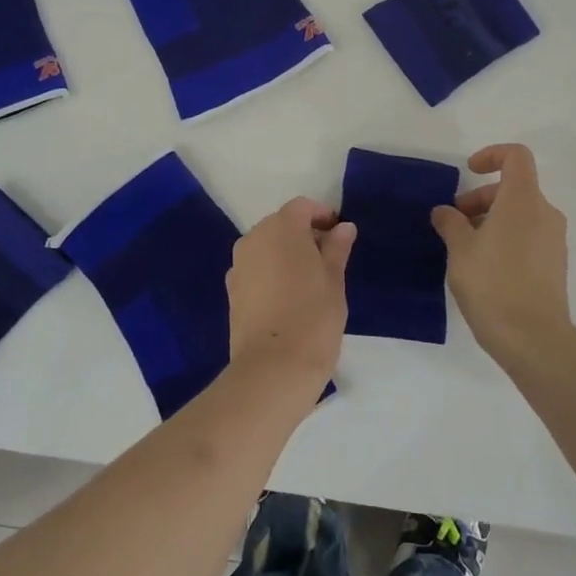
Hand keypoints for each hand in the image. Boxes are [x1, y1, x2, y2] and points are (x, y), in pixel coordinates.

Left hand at [226, 197, 355, 394]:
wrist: (273, 368)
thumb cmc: (313, 317)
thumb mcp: (335, 280)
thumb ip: (337, 248)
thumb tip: (343, 227)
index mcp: (281, 228)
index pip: (301, 207)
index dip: (322, 215)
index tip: (340, 234)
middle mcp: (254, 238)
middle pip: (281, 224)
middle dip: (303, 234)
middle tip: (328, 259)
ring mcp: (239, 265)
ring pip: (266, 246)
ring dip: (286, 253)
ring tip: (309, 280)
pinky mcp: (232, 290)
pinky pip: (255, 268)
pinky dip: (271, 272)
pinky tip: (287, 297)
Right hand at [432, 144, 570, 367]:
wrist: (533, 339)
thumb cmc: (493, 284)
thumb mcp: (460, 250)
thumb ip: (451, 223)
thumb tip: (445, 212)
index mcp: (523, 200)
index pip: (516, 156)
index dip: (491, 155)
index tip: (468, 173)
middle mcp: (545, 213)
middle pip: (514, 188)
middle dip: (480, 198)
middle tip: (453, 222)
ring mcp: (554, 240)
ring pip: (520, 214)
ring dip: (490, 220)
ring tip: (464, 248)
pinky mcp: (555, 265)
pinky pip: (528, 236)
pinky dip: (505, 238)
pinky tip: (483, 267)